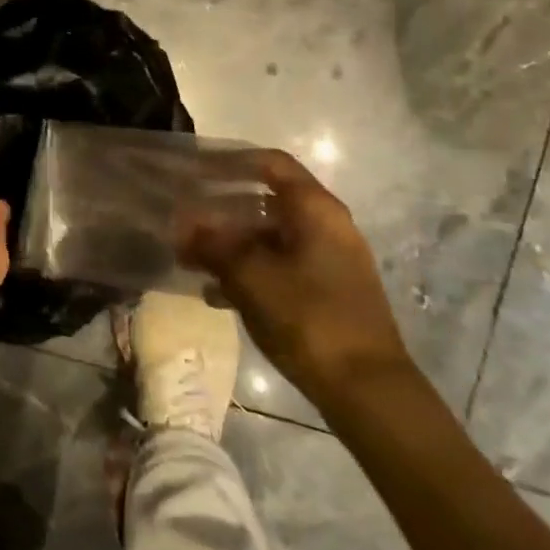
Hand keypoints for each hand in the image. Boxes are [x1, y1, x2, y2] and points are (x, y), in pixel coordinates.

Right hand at [178, 149, 410, 408]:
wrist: (366, 389)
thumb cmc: (308, 317)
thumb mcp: (250, 276)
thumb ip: (212, 244)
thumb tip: (182, 224)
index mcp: (315, 209)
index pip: (270, 163)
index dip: (230, 160)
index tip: (193, 168)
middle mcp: (327, 225)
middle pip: (267, 200)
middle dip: (222, 207)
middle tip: (184, 216)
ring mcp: (329, 260)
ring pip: (270, 236)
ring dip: (230, 243)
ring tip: (190, 257)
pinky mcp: (326, 291)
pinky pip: (279, 265)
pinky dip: (248, 270)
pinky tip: (215, 293)